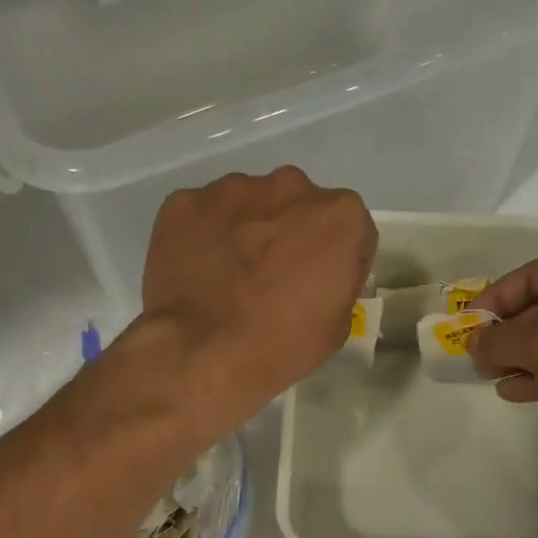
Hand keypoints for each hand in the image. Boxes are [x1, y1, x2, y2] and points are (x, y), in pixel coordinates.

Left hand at [140, 166, 376, 429]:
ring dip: (248, 231)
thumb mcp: (338, 325)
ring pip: (249, 205)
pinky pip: (204, 215)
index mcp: (340, 214)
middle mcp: (291, 186)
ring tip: (230, 278)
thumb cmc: (283, 344)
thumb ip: (337, 283)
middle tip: (273, 279)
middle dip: (291, 235)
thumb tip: (319, 278)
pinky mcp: (186, 201)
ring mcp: (233, 189)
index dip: (339, 261)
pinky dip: (204, 236)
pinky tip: (200, 273)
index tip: (321, 287)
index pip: (351, 230)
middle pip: (298, 207)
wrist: (204, 351)